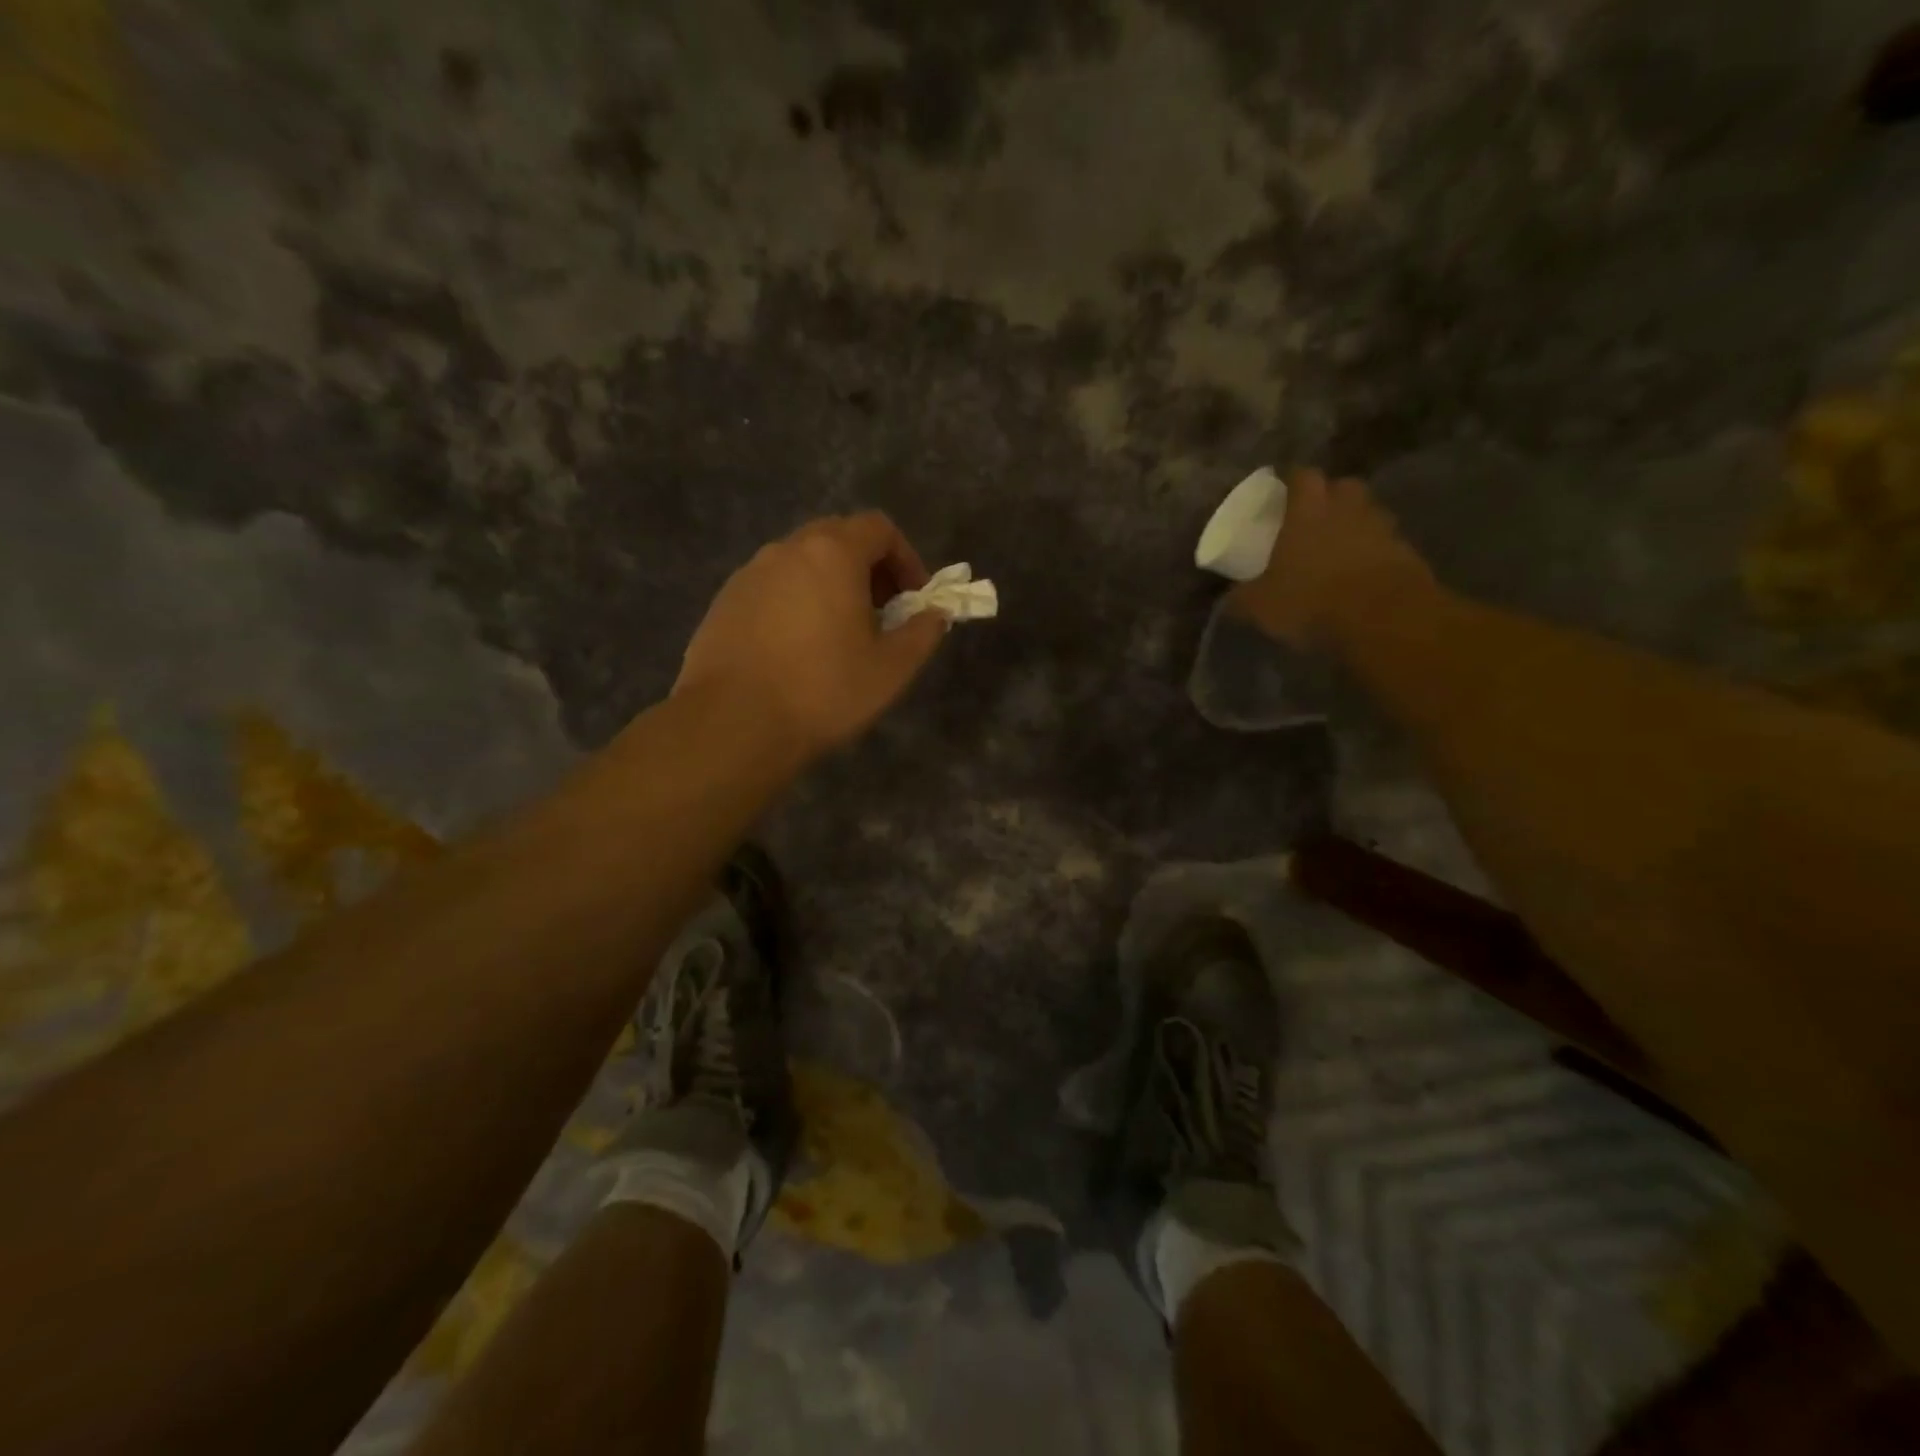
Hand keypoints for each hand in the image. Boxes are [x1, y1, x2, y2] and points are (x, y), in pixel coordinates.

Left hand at [675, 512, 947, 760]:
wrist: (733, 724)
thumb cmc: (823, 691)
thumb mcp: (891, 668)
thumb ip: (923, 632)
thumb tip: (935, 614)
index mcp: (832, 553)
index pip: (879, 528)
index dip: (906, 558)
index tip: (914, 599)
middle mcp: (786, 550)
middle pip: (838, 538)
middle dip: (869, 569)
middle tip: (882, 614)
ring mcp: (749, 574)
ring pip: (802, 563)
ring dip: (831, 585)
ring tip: (839, 634)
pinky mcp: (724, 602)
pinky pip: (773, 587)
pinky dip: (796, 602)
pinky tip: (797, 649)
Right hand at [1230, 469, 1434, 647]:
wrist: (1383, 619)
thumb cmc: (1310, 600)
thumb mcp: (1260, 606)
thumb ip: (1242, 598)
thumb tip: (1228, 600)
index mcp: (1307, 510)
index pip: (1302, 476)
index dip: (1292, 482)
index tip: (1282, 494)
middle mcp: (1347, 508)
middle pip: (1342, 487)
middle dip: (1330, 497)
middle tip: (1313, 518)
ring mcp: (1382, 528)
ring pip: (1367, 513)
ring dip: (1354, 525)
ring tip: (1338, 549)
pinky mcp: (1407, 553)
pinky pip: (1386, 544)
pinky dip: (1374, 553)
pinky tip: (1360, 576)